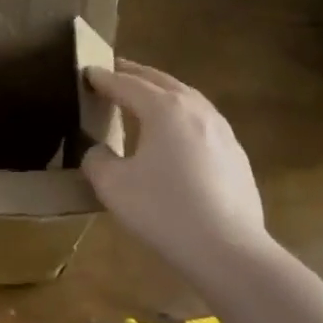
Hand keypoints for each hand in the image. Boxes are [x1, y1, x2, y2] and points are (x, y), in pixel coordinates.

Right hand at [82, 60, 266, 272]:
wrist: (230, 251)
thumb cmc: (166, 212)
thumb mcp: (114, 187)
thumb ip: (97, 160)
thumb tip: (98, 151)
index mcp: (164, 108)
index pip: (126, 84)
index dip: (103, 78)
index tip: (87, 72)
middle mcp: (195, 108)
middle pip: (159, 81)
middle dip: (134, 74)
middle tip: (115, 71)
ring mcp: (220, 129)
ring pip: (185, 97)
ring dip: (161, 92)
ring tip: (144, 97)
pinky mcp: (235, 153)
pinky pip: (201, 120)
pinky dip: (180, 114)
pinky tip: (176, 133)